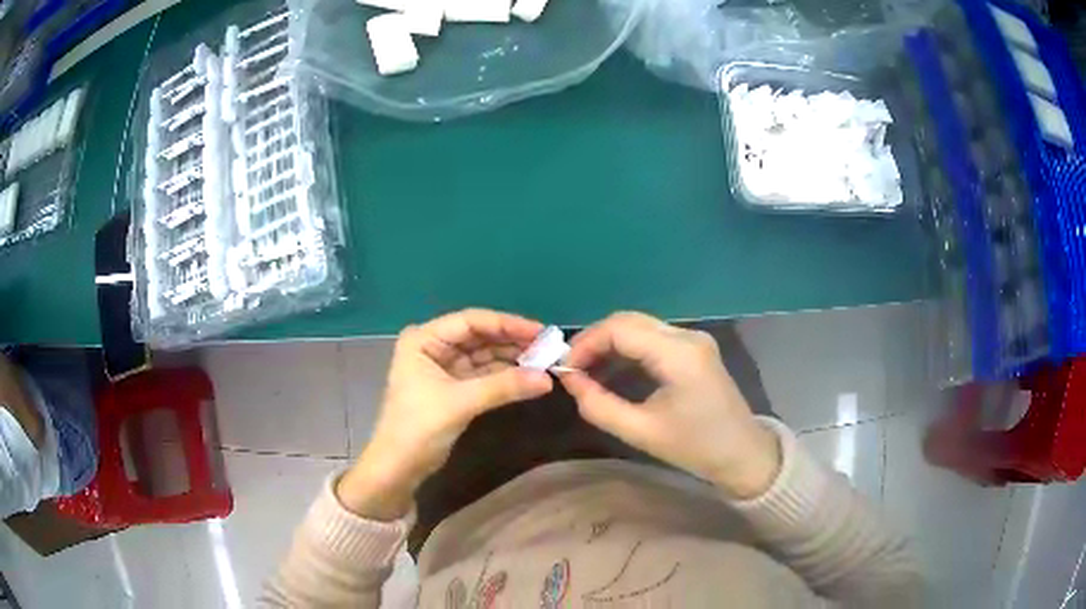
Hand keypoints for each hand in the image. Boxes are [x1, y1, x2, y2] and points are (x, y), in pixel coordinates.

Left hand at [338, 309, 553, 519]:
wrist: (399, 467)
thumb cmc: (419, 427)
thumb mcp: (460, 403)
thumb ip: (503, 386)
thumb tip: (548, 379)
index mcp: (424, 339)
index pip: (471, 321)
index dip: (507, 324)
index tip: (540, 331)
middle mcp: (433, 346)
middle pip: (479, 336)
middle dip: (512, 341)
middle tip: (549, 347)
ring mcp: (443, 367)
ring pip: (484, 355)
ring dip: (511, 359)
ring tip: (545, 361)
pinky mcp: (453, 387)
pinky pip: (484, 374)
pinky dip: (505, 376)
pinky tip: (528, 376)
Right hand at [560, 312, 780, 498]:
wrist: (743, 453)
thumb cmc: (695, 447)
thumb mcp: (641, 432)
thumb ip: (599, 406)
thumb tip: (569, 382)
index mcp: (678, 354)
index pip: (620, 329)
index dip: (585, 344)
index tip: (564, 370)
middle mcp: (687, 336)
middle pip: (628, 320)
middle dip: (595, 341)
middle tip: (572, 370)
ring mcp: (693, 339)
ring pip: (639, 326)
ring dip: (609, 344)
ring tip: (586, 372)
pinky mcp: (694, 348)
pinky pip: (652, 338)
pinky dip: (627, 349)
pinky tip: (611, 371)